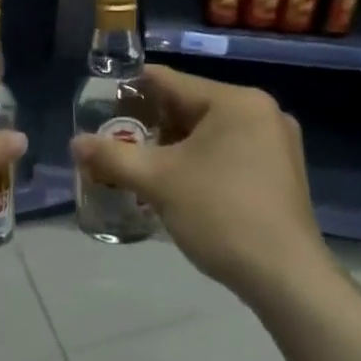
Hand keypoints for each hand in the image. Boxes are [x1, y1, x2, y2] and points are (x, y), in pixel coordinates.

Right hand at [70, 65, 331, 305]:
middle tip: (114, 141)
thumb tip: (75, 142)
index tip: (99, 105)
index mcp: (236, 101)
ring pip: (208, 132)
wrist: (286, 278)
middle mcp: (261, 111)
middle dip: (150, 124)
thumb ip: (112, 156)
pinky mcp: (281, 172)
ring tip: (137, 163)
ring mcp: (276, 143)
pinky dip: (199, 160)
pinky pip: (228, 151)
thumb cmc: (220, 214)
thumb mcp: (158, 181)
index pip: (169, 81)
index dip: (129, 90)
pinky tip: (176, 183)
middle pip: (190, 106)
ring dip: (172, 145)